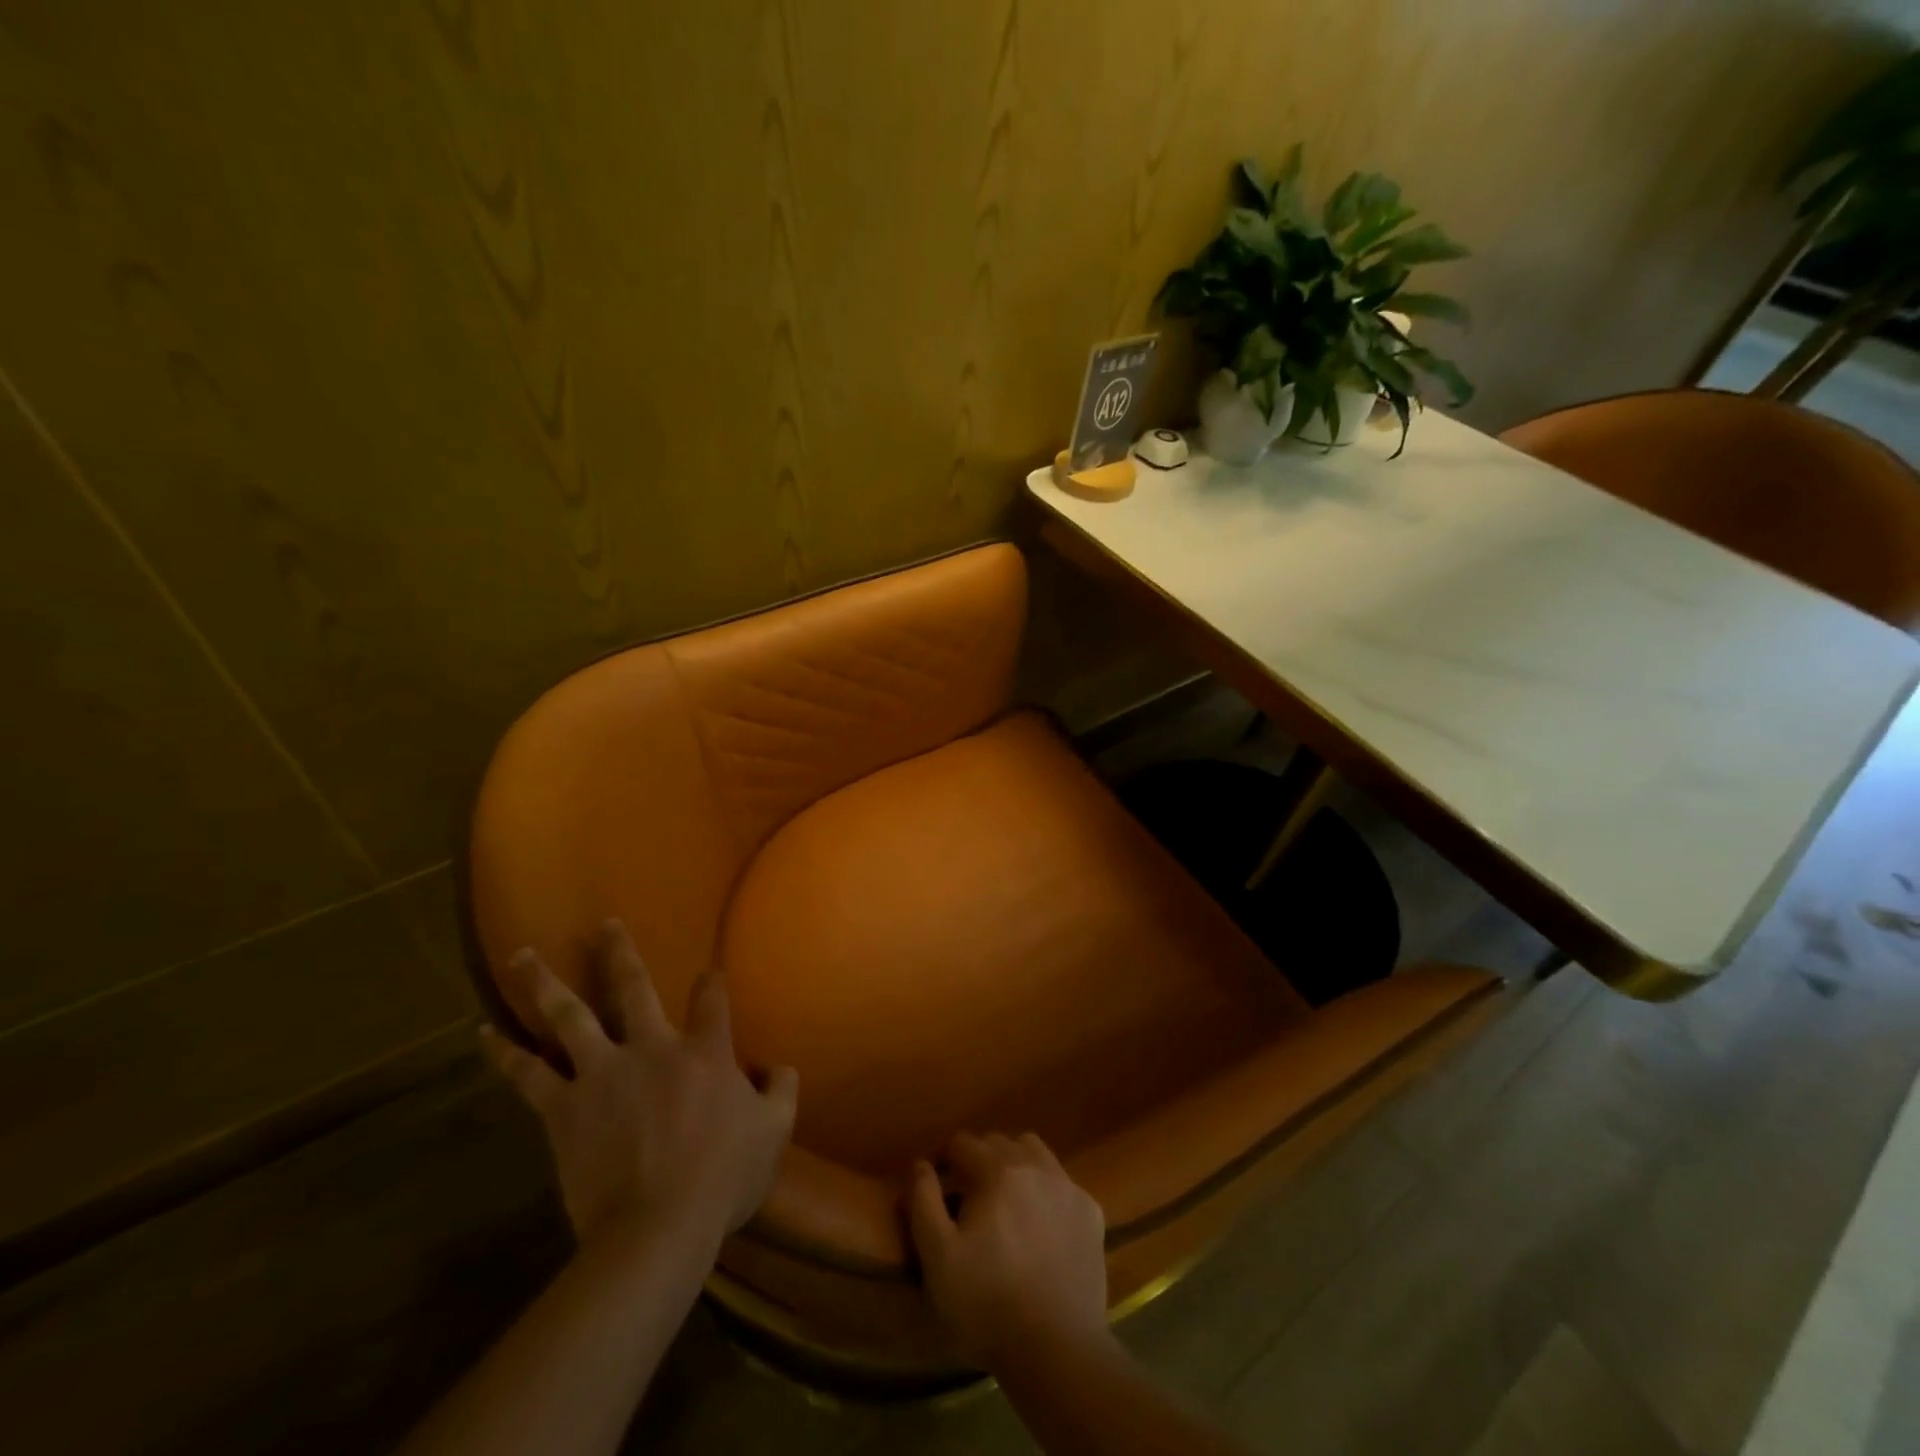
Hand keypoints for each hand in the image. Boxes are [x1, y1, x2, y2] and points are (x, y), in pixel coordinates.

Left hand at [482, 920, 797, 1252]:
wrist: (657, 1229)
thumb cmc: (723, 1179)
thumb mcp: (775, 1131)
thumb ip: (782, 1090)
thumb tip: (778, 1066)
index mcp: (705, 1051)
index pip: (712, 998)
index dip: (712, 981)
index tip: (709, 973)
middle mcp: (652, 1047)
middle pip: (632, 986)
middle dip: (619, 952)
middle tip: (602, 924)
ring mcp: (603, 1072)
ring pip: (570, 1015)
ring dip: (545, 982)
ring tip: (522, 955)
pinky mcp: (564, 1108)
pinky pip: (529, 1073)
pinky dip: (505, 1052)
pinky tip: (484, 1032)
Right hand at [907, 1132, 1109, 1370]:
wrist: (1056, 1349)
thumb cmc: (987, 1303)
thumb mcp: (938, 1256)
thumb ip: (923, 1201)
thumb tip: (920, 1163)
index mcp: (996, 1170)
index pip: (963, 1142)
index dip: (946, 1158)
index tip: (939, 1183)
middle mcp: (1035, 1165)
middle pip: (1000, 1142)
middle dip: (980, 1158)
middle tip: (970, 1194)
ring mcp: (1068, 1186)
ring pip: (1035, 1152)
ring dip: (1016, 1163)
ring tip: (1007, 1199)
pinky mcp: (1091, 1212)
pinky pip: (1063, 1183)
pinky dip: (1047, 1190)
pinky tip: (1042, 1223)